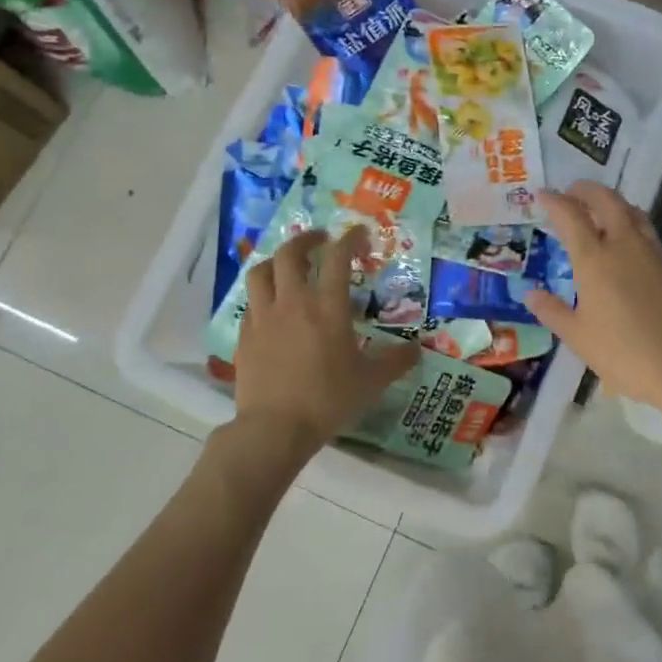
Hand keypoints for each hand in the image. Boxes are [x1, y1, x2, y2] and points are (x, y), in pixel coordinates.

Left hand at [233, 226, 420, 450]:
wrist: (275, 427)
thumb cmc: (328, 400)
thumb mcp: (371, 382)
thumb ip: (395, 362)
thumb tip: (416, 350)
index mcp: (327, 307)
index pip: (338, 258)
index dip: (349, 239)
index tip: (358, 233)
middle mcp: (292, 302)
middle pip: (291, 254)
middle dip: (306, 240)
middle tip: (320, 241)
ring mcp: (263, 317)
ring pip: (261, 271)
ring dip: (276, 261)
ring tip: (288, 265)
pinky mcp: (245, 335)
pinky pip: (251, 302)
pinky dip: (263, 294)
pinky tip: (272, 306)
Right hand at [523, 181, 661, 415]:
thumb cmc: (622, 354)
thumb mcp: (577, 337)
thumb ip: (551, 311)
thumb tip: (530, 294)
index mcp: (595, 260)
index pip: (571, 216)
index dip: (555, 201)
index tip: (543, 195)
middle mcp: (625, 246)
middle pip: (607, 201)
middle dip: (587, 190)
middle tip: (572, 192)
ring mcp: (654, 255)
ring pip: (633, 213)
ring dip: (613, 203)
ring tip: (600, 210)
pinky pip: (649, 235)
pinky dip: (632, 227)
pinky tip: (628, 246)